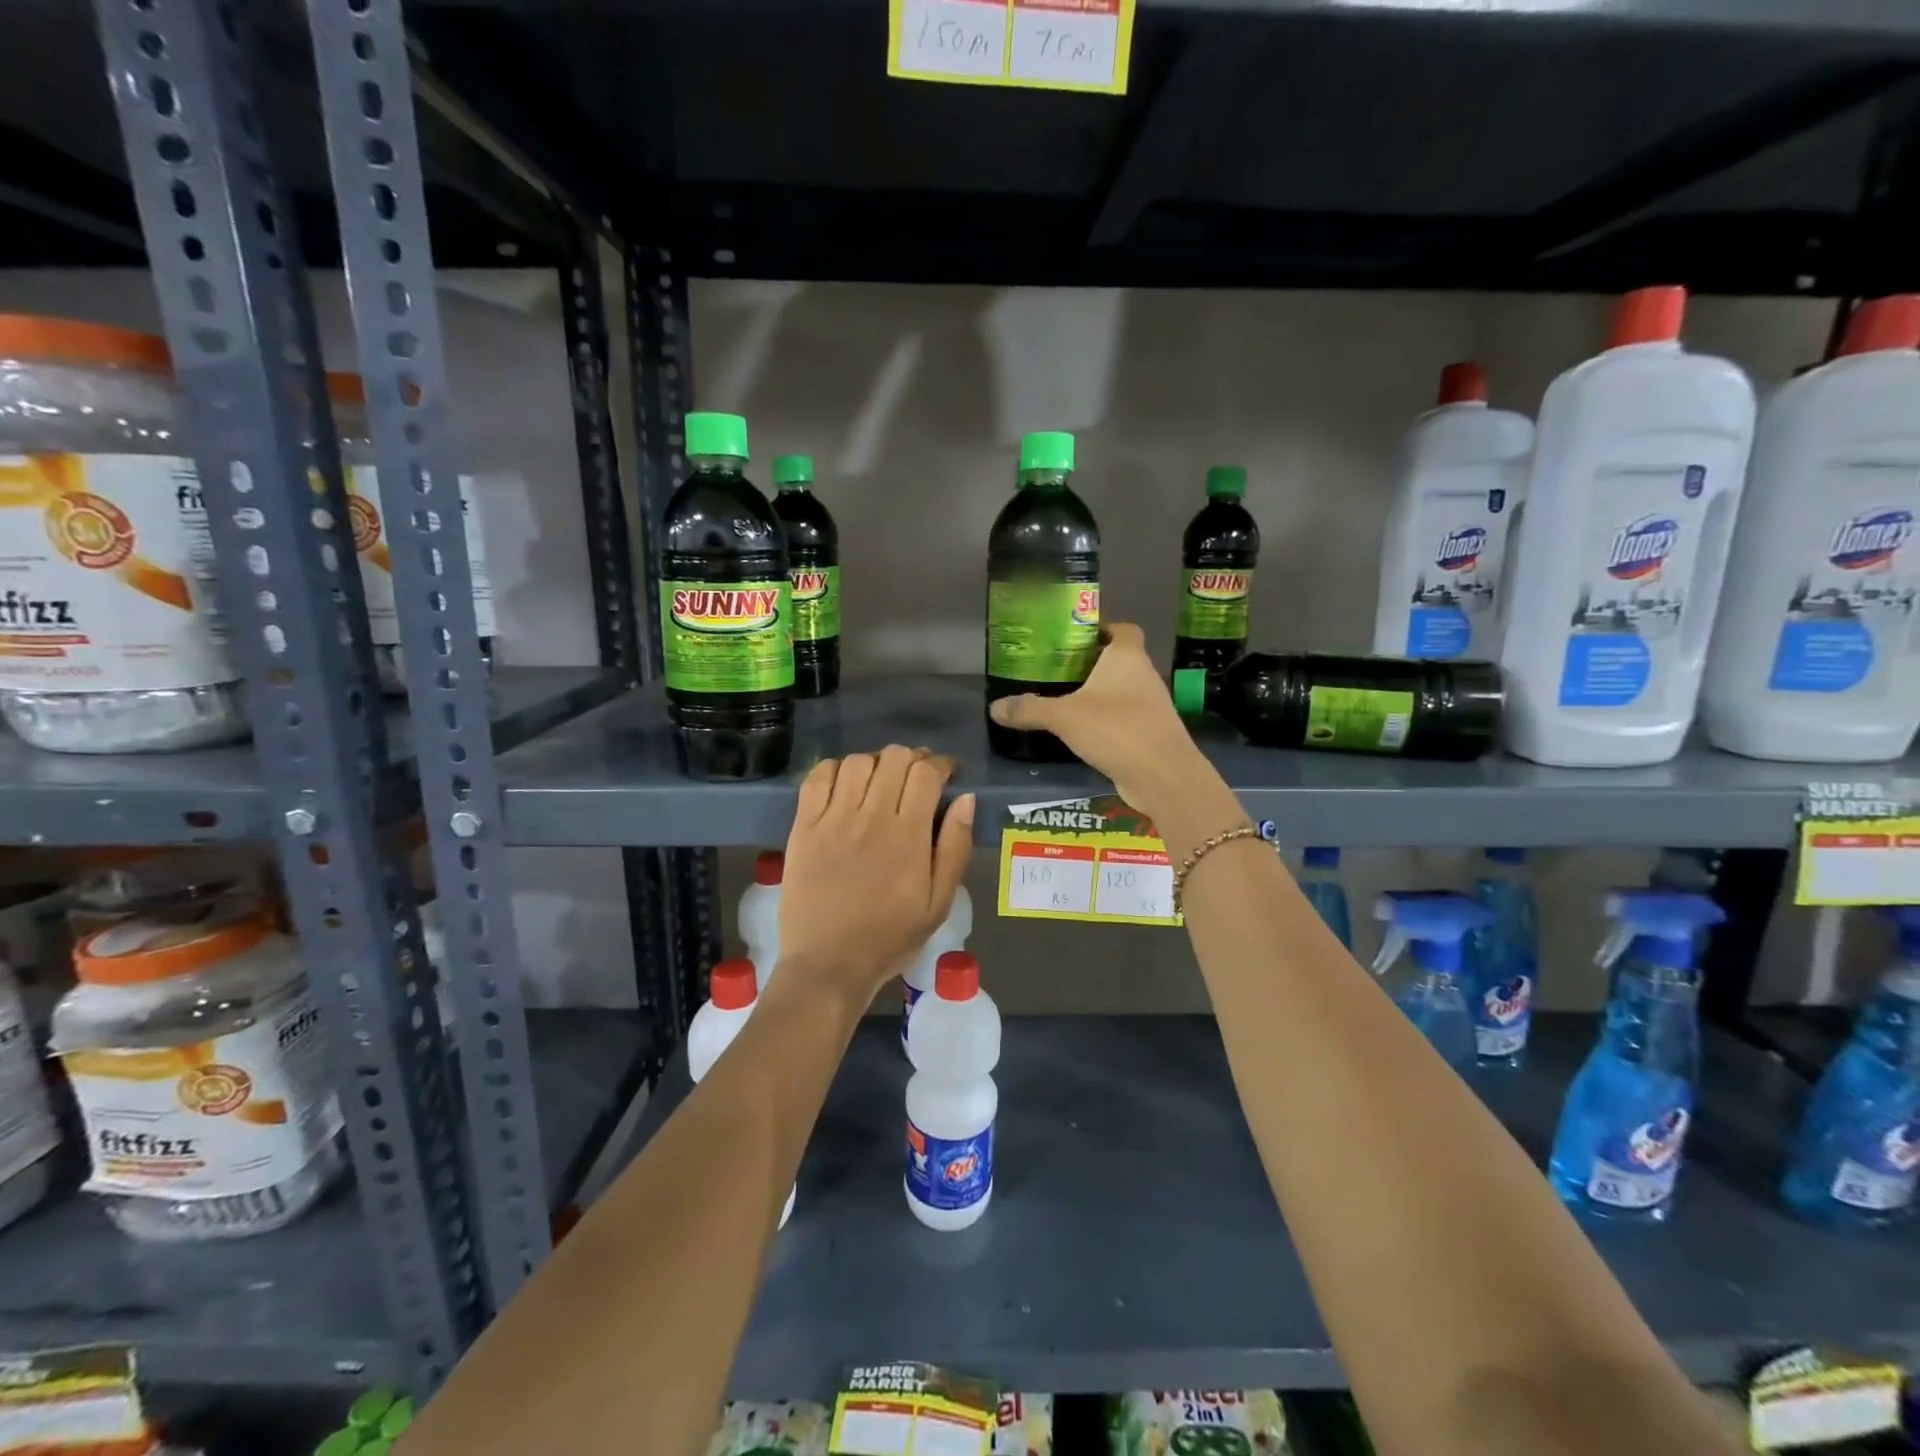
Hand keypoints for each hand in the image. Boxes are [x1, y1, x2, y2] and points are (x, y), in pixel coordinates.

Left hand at [775, 745, 975, 1009]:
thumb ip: (955, 847)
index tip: (947, 773)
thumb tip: (965, 798)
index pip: (926, 773)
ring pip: (857, 761)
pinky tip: (845, 785)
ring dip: (876, 763)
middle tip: (917, 778)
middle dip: (912, 759)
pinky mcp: (803, 827)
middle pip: (894, 758)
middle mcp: (871, 817)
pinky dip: (835, 770)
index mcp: (908, 835)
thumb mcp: (939, 903)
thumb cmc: (890, 937)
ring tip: (881, 782)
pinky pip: (817, 778)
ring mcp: (832, 819)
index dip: (941, 764)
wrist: (828, 964)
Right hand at [989, 623, 1205, 816]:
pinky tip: (1080, 732)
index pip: (1122, 629)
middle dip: (1090, 664)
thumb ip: (1029, 709)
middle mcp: (1143, 675)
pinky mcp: (1150, 733)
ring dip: (1097, 694)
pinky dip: (1105, 721)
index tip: (1073, 638)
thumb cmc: (1116, 729)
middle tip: (1055, 670)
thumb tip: (994, 707)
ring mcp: (1150, 706)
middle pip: (1117, 660)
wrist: (1163, 776)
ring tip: (1062, 700)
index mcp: (1127, 657)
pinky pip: (1123, 718)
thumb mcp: (1064, 717)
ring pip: (1121, 690)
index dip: (1101, 629)